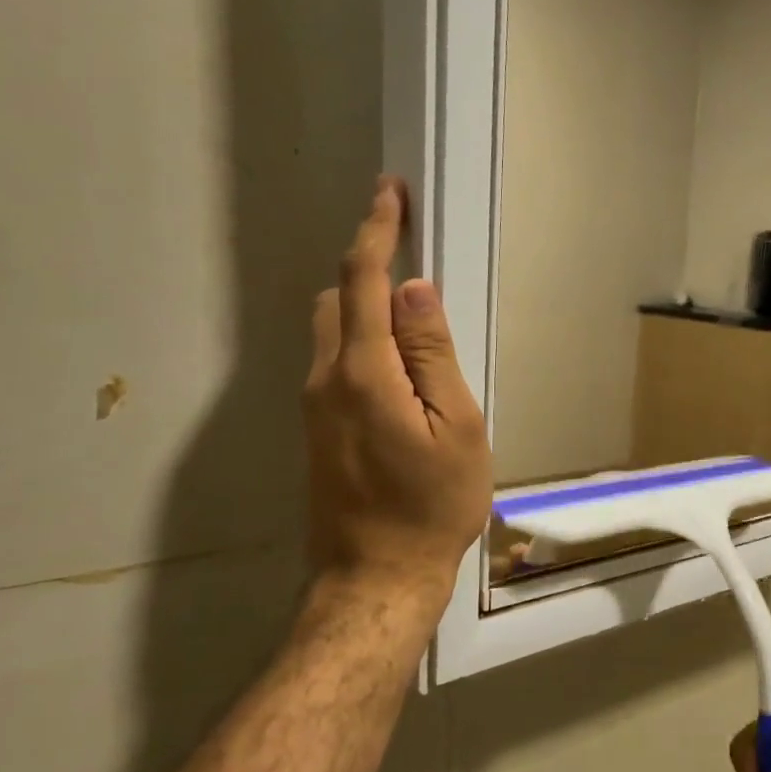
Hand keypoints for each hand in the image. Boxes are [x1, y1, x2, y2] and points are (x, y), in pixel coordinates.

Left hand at [304, 178, 491, 602]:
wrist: (375, 578)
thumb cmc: (432, 507)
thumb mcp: (456, 429)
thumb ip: (432, 356)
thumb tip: (413, 291)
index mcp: (363, 373)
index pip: (364, 281)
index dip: (377, 230)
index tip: (389, 192)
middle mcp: (325, 379)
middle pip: (337, 299)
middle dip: (367, 265)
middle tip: (410, 252)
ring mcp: (314, 407)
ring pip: (331, 331)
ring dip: (363, 305)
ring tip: (411, 314)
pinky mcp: (317, 430)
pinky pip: (333, 363)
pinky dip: (359, 341)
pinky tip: (395, 367)